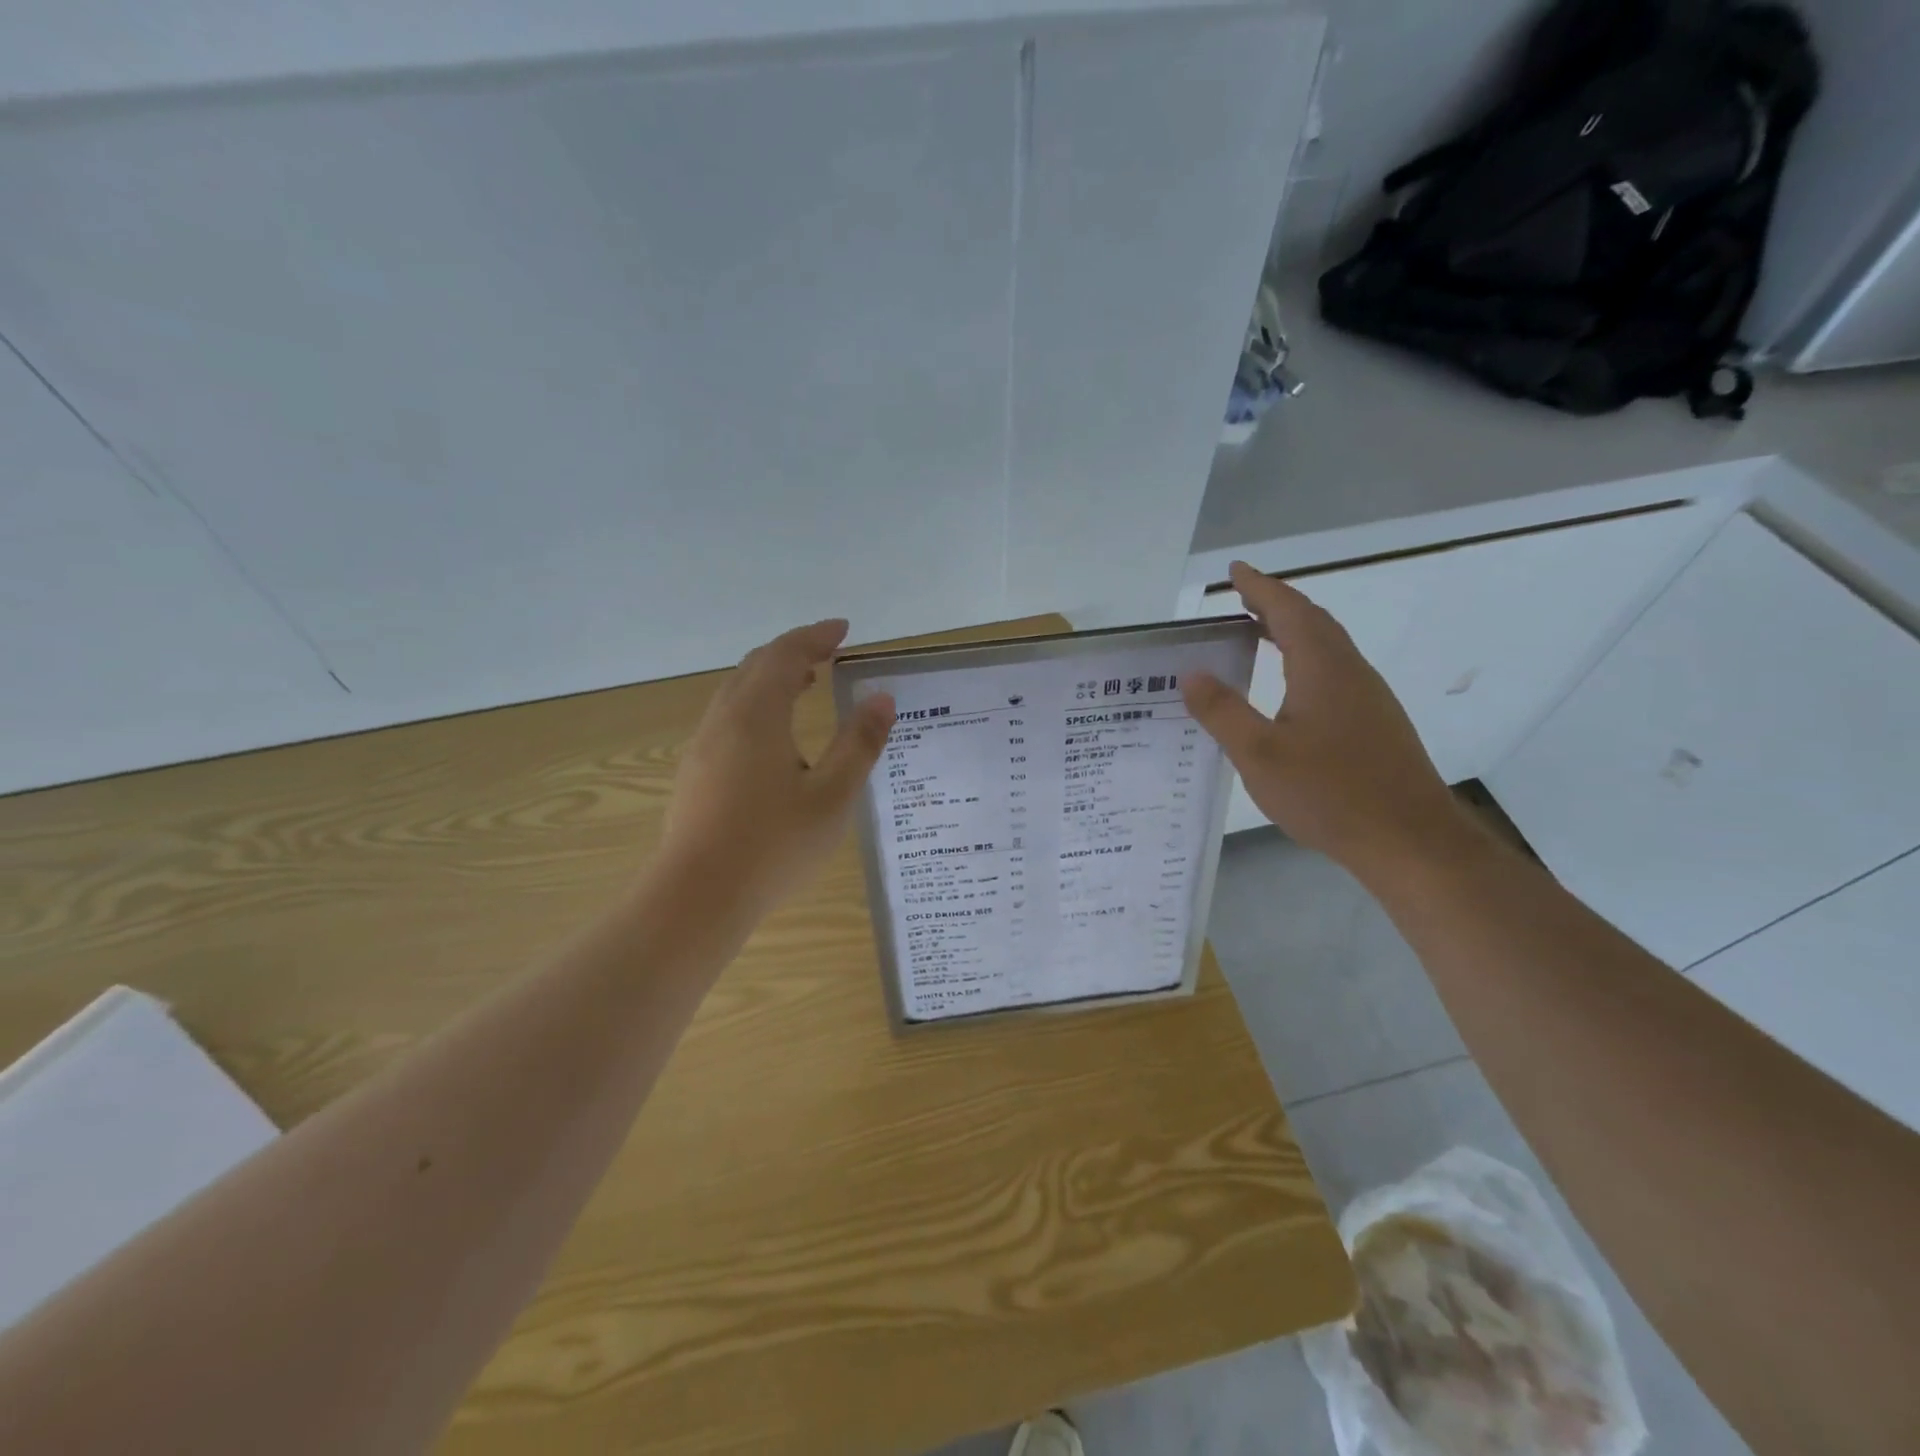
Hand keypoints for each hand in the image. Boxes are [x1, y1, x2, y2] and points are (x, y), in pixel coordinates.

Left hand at [663, 619, 895, 916]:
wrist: (697, 897)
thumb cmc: (773, 844)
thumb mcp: (833, 796)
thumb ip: (859, 744)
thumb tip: (882, 699)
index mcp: (757, 715)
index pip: (786, 654)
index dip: (816, 636)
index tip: (844, 629)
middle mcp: (724, 719)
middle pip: (756, 666)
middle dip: (793, 651)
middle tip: (828, 651)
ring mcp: (703, 746)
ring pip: (737, 691)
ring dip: (772, 677)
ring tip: (805, 683)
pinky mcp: (695, 772)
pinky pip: (728, 716)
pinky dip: (756, 703)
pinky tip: (774, 736)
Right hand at [1183, 561, 1463, 876]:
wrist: (1410, 840)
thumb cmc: (1330, 793)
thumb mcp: (1259, 755)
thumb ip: (1222, 712)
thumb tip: (1191, 674)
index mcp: (1322, 668)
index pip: (1288, 611)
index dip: (1260, 588)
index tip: (1235, 570)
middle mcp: (1350, 672)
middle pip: (1312, 621)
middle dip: (1275, 603)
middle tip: (1241, 597)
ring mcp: (1368, 698)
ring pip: (1327, 647)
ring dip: (1292, 630)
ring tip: (1257, 633)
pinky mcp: (1375, 723)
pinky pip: (1334, 671)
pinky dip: (1304, 659)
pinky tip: (1289, 687)